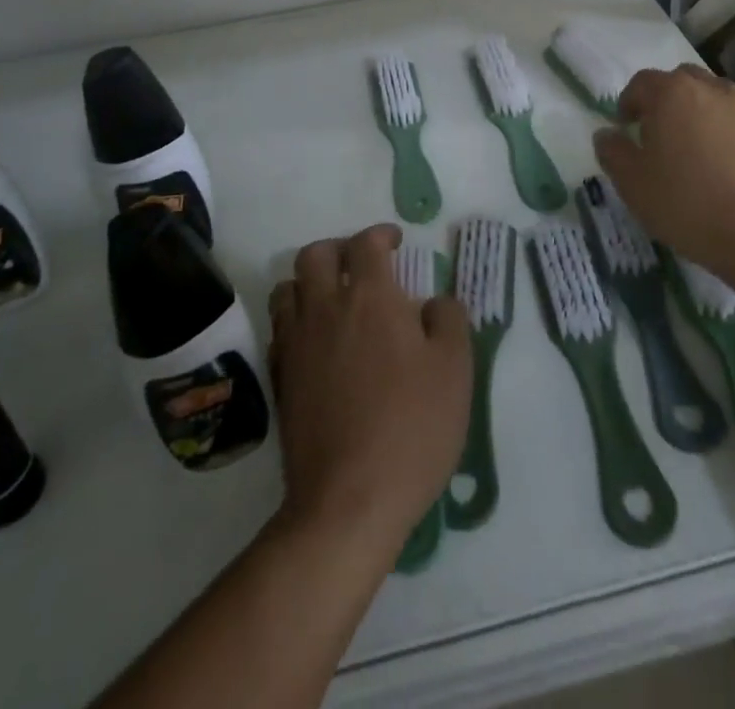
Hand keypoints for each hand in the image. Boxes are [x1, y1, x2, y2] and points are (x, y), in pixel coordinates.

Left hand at [267, 224, 470, 556]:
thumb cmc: (412, 427)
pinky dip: (295, 320)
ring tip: (333, 299)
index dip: (381, 234)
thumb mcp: (455, 369)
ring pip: (287, 288)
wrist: (349, 500)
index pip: (366, 243)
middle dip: (338, 249)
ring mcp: (297, 344)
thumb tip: (434, 301)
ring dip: (309, 282)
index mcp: (371, 297)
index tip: (395, 243)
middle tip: (361, 265)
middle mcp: (326, 308)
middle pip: (315, 255)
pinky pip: (280, 329)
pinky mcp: (280, 379)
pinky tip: (316, 342)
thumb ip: (448, 319)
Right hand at [593, 65, 734, 280]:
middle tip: (657, 134)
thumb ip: (611, 150)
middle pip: (679, 82)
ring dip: (696, 112)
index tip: (625, 130)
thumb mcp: (630, 181)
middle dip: (664, 101)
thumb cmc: (684, 202)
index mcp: (671, 93)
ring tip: (691, 148)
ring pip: (710, 97)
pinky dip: (723, 130)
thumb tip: (607, 134)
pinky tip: (720, 164)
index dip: (628, 103)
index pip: (641, 83)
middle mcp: (709, 88)